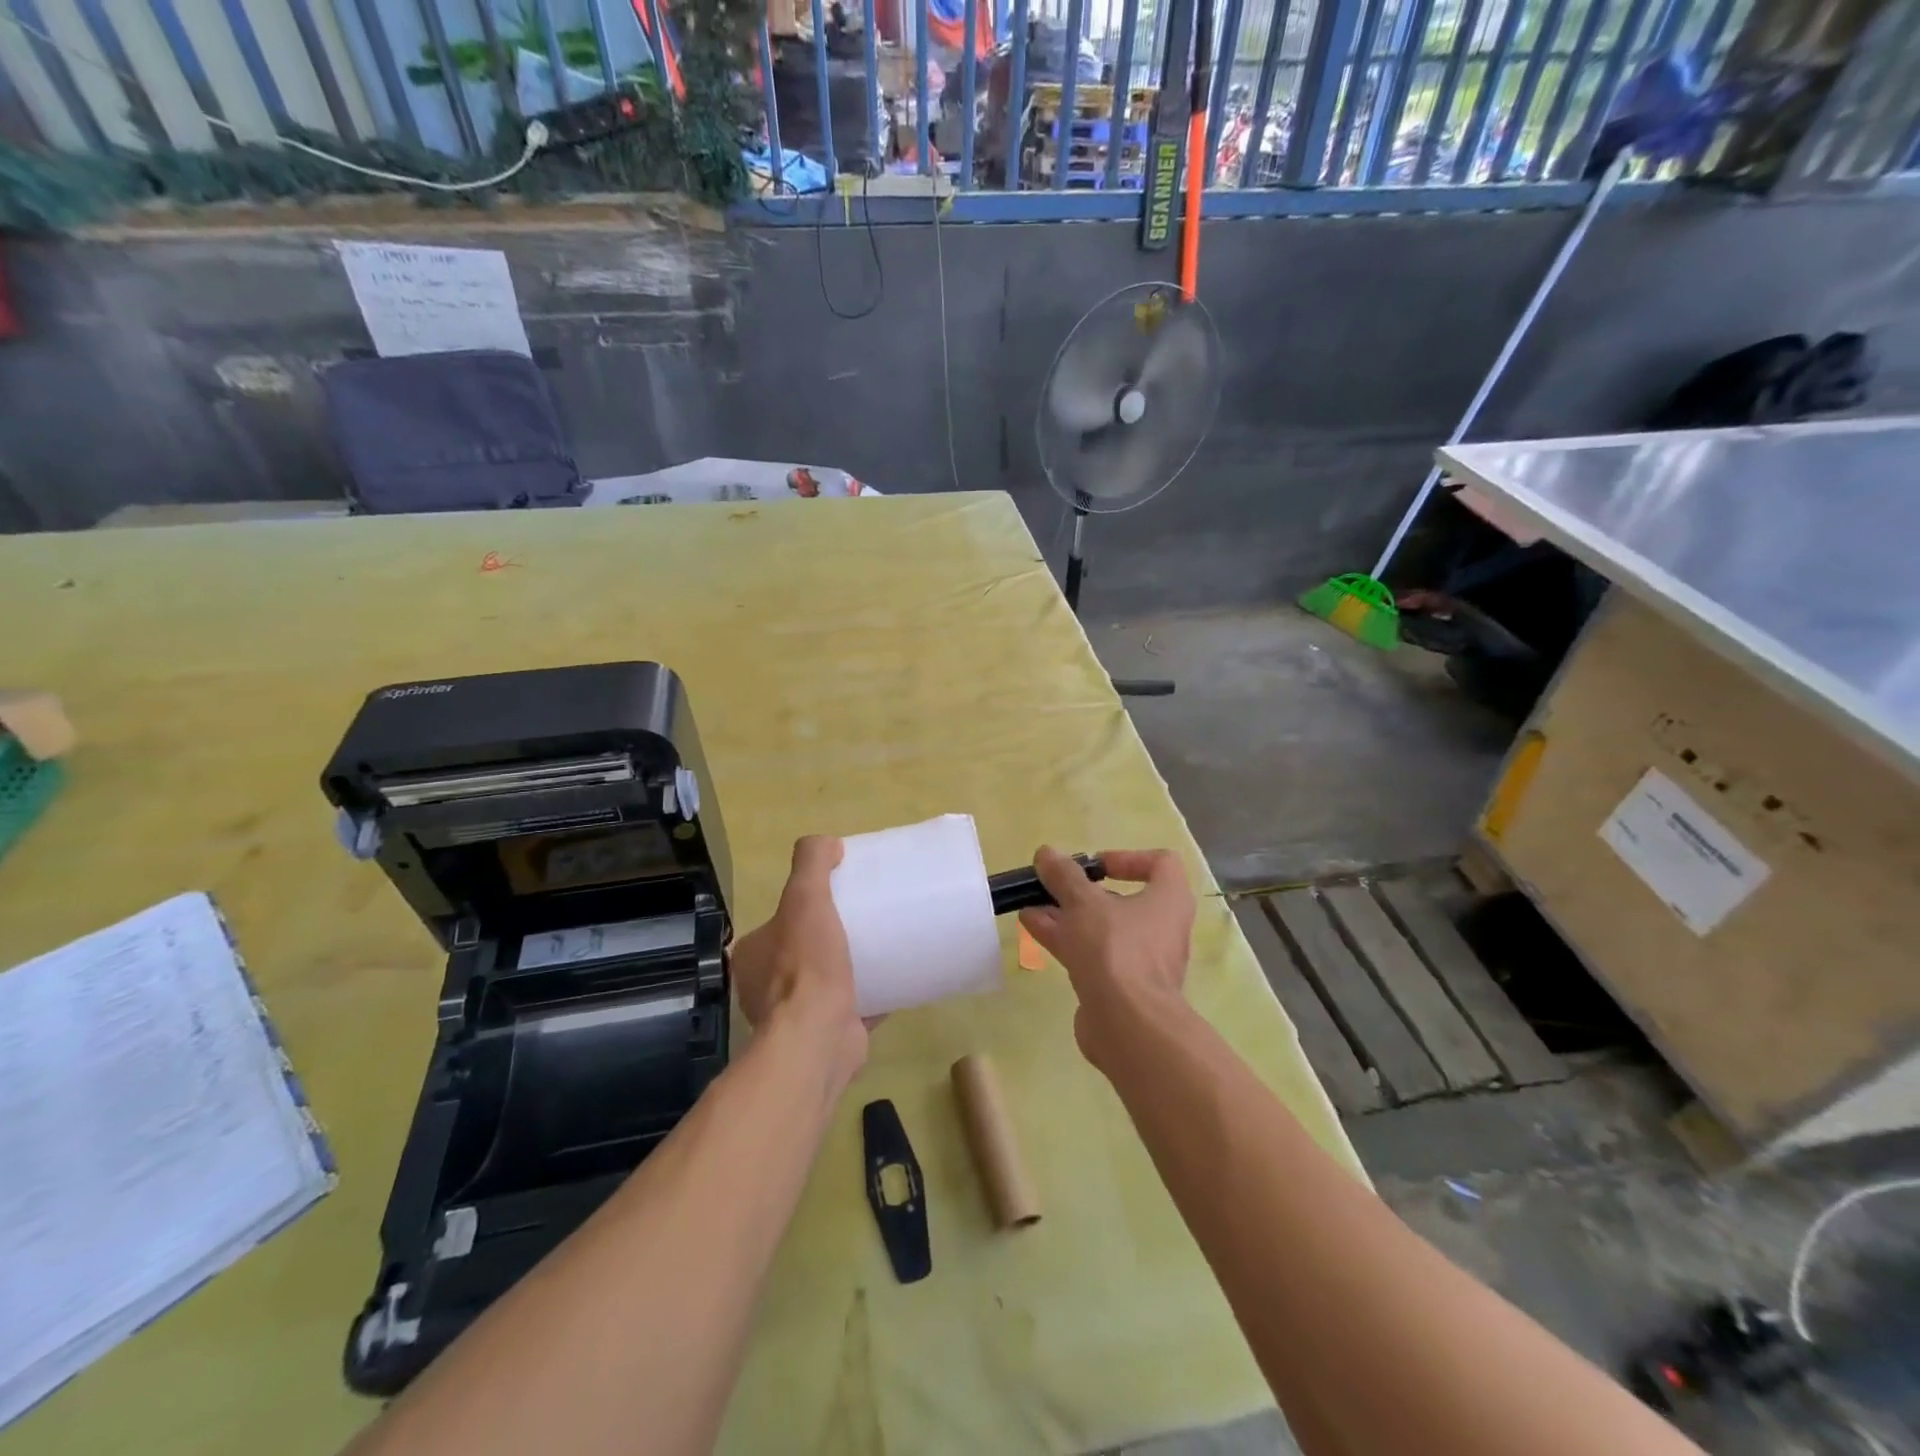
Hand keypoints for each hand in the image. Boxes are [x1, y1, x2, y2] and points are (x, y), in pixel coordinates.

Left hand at [730, 836, 867, 1085]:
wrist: (819, 1038)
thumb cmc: (806, 965)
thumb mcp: (805, 899)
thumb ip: (811, 864)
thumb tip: (828, 843)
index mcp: (753, 956)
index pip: (778, 923)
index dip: (804, 909)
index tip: (837, 899)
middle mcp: (765, 988)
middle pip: (802, 952)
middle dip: (829, 939)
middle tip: (864, 921)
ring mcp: (794, 1017)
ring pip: (824, 983)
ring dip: (847, 970)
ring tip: (881, 948)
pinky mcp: (825, 1036)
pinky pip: (850, 1008)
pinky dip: (869, 997)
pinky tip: (893, 982)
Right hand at [1018, 846, 1194, 1071]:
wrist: (1127, 1025)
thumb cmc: (1116, 949)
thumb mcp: (1084, 903)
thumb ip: (1064, 876)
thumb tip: (1046, 853)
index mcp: (1168, 899)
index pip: (1160, 864)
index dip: (1126, 858)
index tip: (1094, 866)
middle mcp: (1161, 927)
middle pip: (1122, 898)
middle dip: (1082, 890)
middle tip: (1052, 885)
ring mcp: (1142, 959)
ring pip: (1102, 927)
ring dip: (1067, 914)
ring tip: (1030, 904)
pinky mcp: (1122, 986)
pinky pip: (1094, 953)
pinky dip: (1067, 938)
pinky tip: (1033, 928)